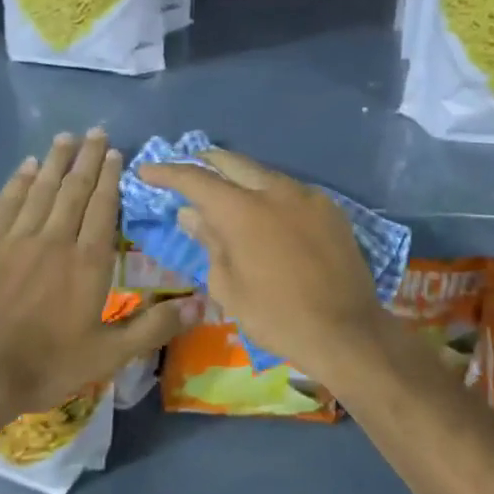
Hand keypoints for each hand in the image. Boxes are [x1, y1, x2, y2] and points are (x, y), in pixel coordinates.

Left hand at [0, 130, 186, 424]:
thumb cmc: (46, 366)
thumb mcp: (109, 355)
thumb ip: (154, 327)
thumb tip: (201, 305)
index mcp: (88, 262)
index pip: (103, 208)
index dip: (110, 179)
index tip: (115, 153)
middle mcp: (56, 240)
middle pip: (75, 190)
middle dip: (87, 159)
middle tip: (95, 132)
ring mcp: (17, 239)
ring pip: (42, 189)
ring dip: (56, 161)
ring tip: (66, 137)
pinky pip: (7, 203)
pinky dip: (19, 181)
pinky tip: (27, 166)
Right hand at [137, 149, 390, 388]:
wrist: (346, 331)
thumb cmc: (277, 316)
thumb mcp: (229, 286)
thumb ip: (209, 242)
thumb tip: (192, 214)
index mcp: (242, 210)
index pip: (196, 179)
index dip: (167, 172)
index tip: (147, 170)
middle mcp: (275, 190)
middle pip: (232, 163)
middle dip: (205, 162)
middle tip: (187, 170)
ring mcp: (307, 195)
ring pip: (264, 174)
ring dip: (240, 178)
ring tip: (226, 191)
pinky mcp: (330, 208)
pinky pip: (291, 190)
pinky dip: (270, 194)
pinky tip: (267, 213)